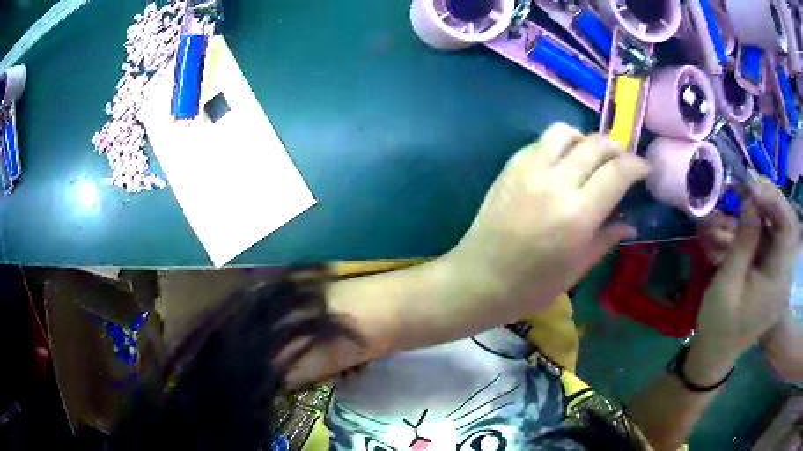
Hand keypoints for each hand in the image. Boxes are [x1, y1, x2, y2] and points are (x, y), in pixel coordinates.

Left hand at [448, 123, 648, 310]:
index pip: (618, 172)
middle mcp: (555, 183)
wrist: (477, 280)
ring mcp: (528, 170)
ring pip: (565, 132)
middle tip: (621, 164)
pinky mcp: (509, 167)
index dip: (637, 165)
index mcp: (577, 215)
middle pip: (595, 145)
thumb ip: (606, 238)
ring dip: (584, 140)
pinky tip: (561, 164)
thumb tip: (630, 223)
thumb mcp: (576, 269)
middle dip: (616, 149)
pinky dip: (559, 145)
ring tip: (590, 159)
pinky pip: (540, 142)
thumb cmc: (530, 287)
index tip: (644, 169)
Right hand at [692, 179, 800, 374]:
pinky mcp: (770, 276)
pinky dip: (752, 232)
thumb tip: (750, 198)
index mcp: (777, 280)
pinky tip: (734, 229)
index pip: (787, 227)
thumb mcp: (728, 282)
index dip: (773, 201)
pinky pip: (766, 244)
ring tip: (733, 209)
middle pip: (783, 225)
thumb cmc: (719, 324)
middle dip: (766, 202)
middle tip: (745, 190)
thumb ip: (743, 240)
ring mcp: (777, 275)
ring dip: (755, 217)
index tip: (751, 188)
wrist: (714, 355)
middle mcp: (783, 274)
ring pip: (774, 232)